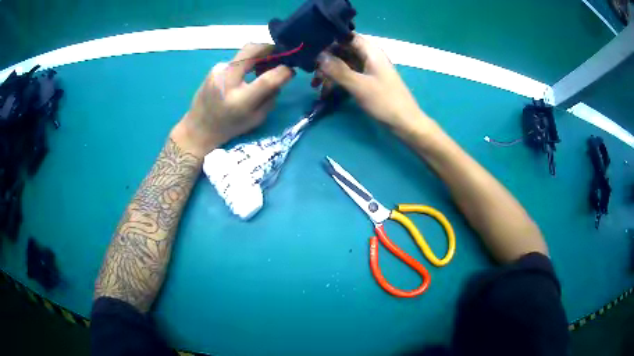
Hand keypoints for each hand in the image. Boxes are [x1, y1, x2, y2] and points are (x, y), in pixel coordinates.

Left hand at [172, 44, 294, 156]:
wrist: (199, 128)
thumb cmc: (230, 128)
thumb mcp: (256, 119)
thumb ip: (270, 96)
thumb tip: (281, 76)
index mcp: (240, 100)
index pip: (268, 79)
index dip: (283, 71)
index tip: (291, 70)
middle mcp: (227, 81)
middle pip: (252, 50)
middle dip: (270, 48)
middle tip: (279, 54)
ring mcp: (218, 71)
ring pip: (245, 52)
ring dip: (258, 55)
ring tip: (263, 66)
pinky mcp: (214, 68)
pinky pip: (237, 60)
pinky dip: (246, 63)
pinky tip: (245, 74)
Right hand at [315, 34, 431, 135]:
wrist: (405, 124)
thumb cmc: (385, 102)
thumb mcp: (359, 86)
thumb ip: (338, 70)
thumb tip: (318, 56)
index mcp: (371, 51)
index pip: (346, 36)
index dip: (329, 40)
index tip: (311, 49)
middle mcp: (369, 56)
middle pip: (343, 50)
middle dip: (326, 60)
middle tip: (310, 72)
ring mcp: (368, 69)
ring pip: (344, 64)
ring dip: (329, 73)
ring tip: (315, 86)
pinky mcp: (367, 81)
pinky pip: (348, 76)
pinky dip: (337, 82)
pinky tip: (325, 92)